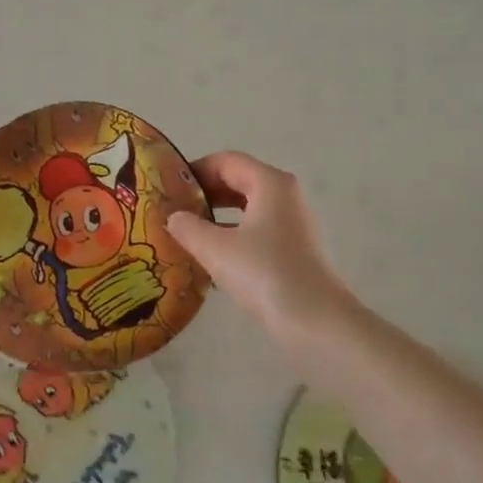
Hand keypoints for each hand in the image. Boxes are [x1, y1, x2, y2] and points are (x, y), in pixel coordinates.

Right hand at [168, 151, 358, 344]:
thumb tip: (173, 217)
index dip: (194, 170)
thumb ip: (187, 227)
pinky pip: (254, 229)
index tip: (168, 187)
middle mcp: (283, 195)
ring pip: (245, 207)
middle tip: (172, 209)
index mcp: (269, 183)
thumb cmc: (264, 273)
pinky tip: (210, 257)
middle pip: (237, 180)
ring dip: (215, 216)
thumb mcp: (215, 248)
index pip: (225, 161)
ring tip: (185, 232)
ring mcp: (291, 222)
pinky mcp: (292, 248)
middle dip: (204, 193)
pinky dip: (230, 234)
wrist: (314, 321)